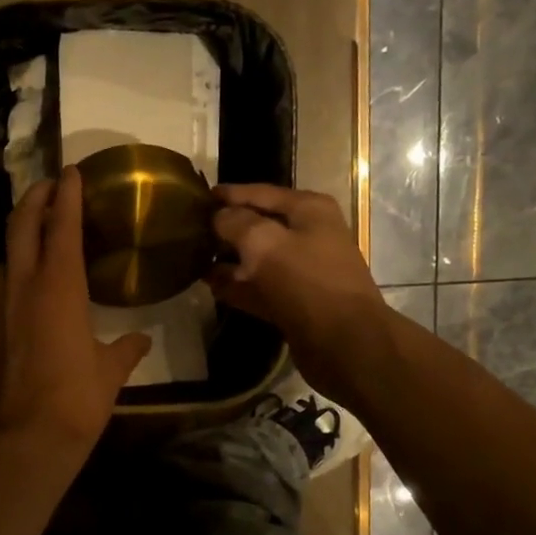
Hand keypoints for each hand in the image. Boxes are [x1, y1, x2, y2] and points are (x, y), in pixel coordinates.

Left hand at [0, 167, 151, 471]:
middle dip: (34, 198)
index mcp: (59, 288)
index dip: (67, 195)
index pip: (62, 227)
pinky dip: (12, 271)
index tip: (71, 172)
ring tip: (38, 234)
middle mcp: (22, 286)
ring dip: (19, 235)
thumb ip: (125, 351)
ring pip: (4, 254)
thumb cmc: (75, 403)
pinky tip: (26, 286)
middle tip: (49, 187)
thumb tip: (141, 341)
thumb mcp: (109, 374)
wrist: (20, 442)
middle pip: (21, 225)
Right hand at [207, 184, 386, 403]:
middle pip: (260, 225)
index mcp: (308, 210)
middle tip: (192, 232)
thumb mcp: (264, 243)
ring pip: (258, 259)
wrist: (343, 342)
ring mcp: (304, 270)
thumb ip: (236, 223)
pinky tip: (212, 287)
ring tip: (195, 260)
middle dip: (227, 229)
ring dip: (230, 260)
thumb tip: (218, 217)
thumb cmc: (306, 281)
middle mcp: (309, 235)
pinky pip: (261, 287)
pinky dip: (239, 286)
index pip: (261, 193)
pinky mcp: (296, 302)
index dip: (229, 194)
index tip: (199, 198)